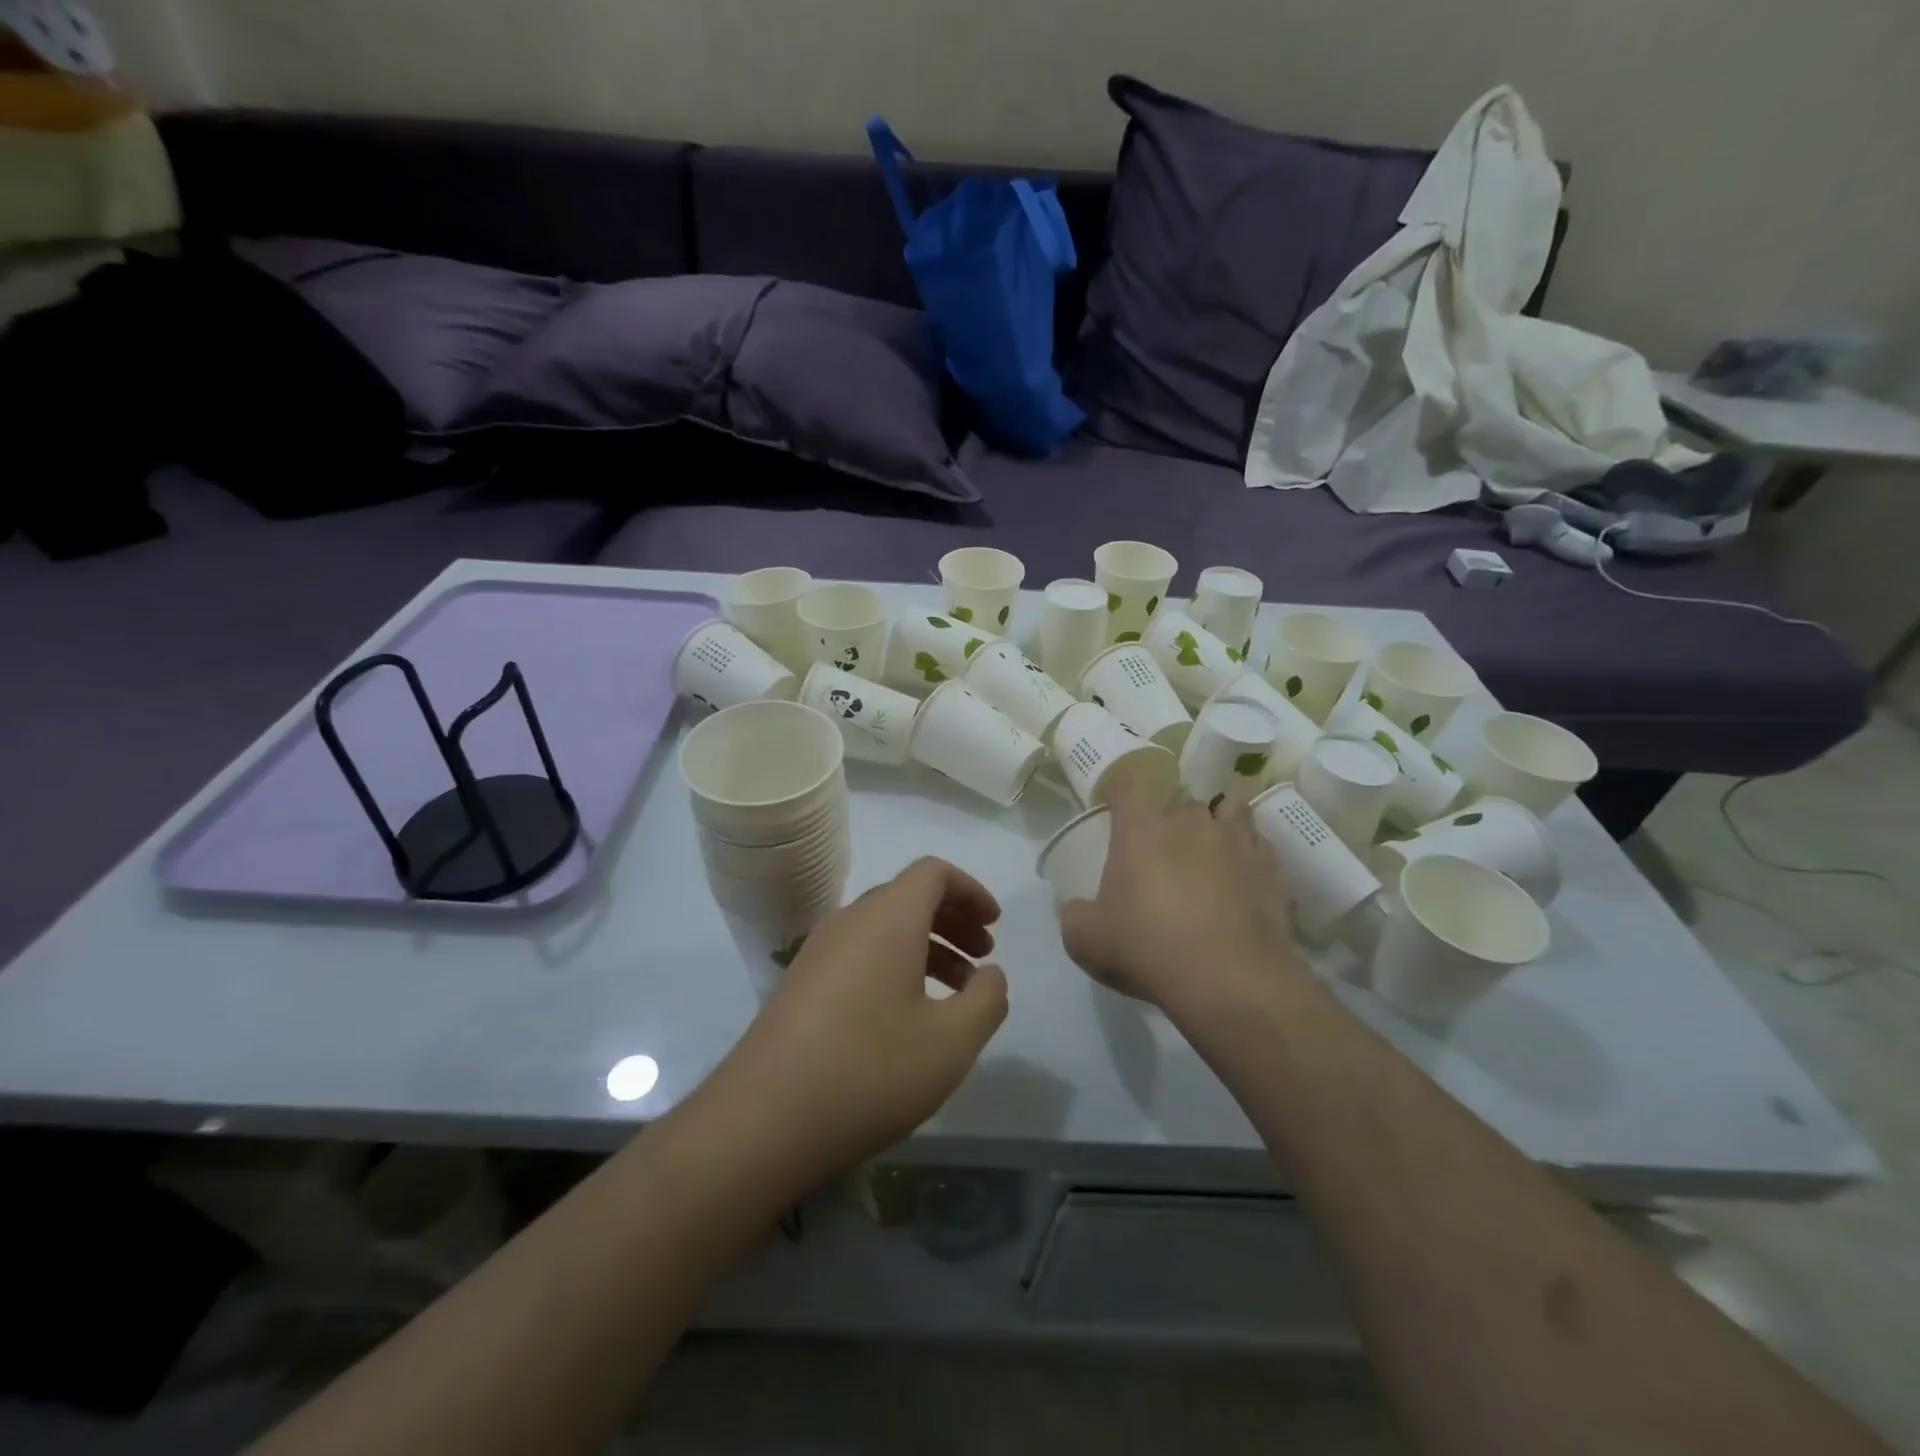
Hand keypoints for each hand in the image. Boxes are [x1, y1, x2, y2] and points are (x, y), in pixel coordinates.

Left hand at [708, 858, 1008, 1186]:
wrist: (763, 1120)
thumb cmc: (869, 1070)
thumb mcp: (951, 1042)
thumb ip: (987, 1000)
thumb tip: (991, 975)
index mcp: (887, 918)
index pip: (933, 872)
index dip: (970, 891)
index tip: (994, 925)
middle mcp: (849, 921)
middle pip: (908, 897)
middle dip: (952, 920)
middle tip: (982, 958)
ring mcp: (818, 952)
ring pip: (883, 929)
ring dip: (926, 947)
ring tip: (954, 994)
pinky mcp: (800, 984)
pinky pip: (859, 954)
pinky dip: (894, 966)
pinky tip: (907, 1016)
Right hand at [1059, 776, 1301, 1012]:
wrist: (1230, 980)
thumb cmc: (1147, 949)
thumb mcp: (1086, 941)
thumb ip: (1075, 916)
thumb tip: (1078, 909)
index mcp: (1140, 829)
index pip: (1127, 786)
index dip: (1120, 792)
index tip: (1116, 808)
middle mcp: (1188, 822)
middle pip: (1180, 800)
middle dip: (1172, 819)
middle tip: (1164, 851)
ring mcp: (1235, 840)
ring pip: (1229, 809)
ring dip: (1217, 824)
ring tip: (1211, 852)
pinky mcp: (1270, 866)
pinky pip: (1257, 845)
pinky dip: (1248, 854)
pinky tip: (1242, 879)